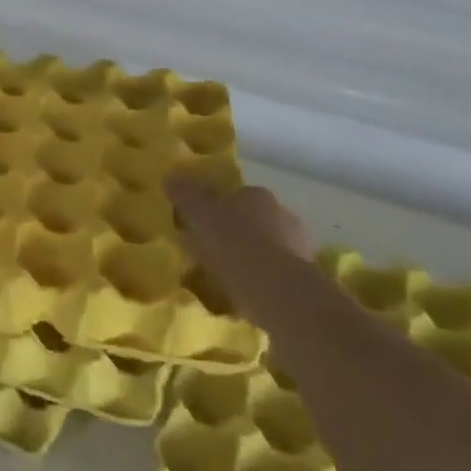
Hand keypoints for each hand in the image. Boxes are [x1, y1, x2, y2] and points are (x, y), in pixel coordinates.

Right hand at [166, 178, 313, 320]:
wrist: (277, 291)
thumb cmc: (235, 244)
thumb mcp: (201, 214)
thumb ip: (186, 195)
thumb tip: (168, 176)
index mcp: (258, 196)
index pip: (235, 196)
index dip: (216, 209)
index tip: (200, 225)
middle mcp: (283, 215)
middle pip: (252, 221)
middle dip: (234, 233)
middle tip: (209, 252)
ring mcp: (297, 247)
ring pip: (265, 247)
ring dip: (249, 258)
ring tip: (224, 277)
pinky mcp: (302, 277)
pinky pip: (273, 274)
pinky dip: (260, 280)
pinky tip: (243, 293)